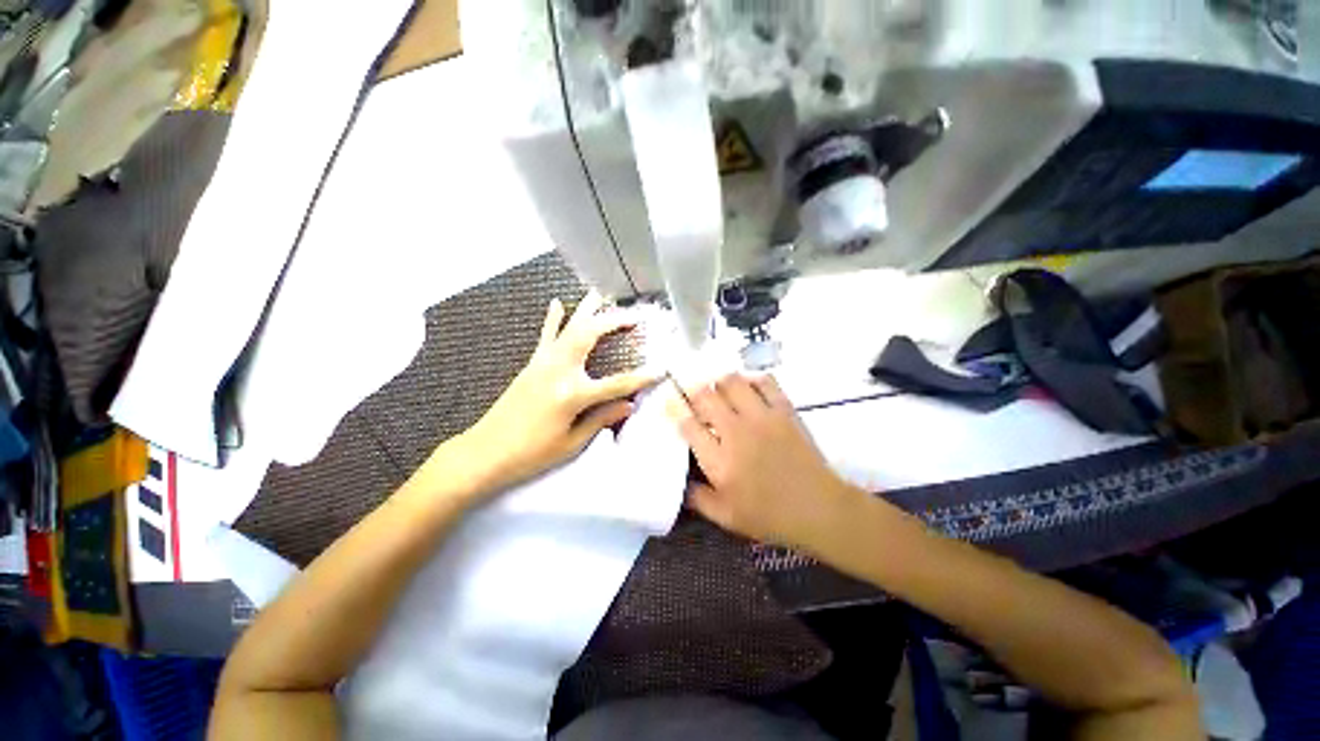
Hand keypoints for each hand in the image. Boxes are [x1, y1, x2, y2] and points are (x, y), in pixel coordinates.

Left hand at [456, 291, 660, 492]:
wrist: (485, 453)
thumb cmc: (532, 454)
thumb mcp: (572, 443)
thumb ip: (601, 418)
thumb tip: (628, 404)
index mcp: (572, 394)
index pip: (616, 383)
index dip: (641, 378)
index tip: (661, 370)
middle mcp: (559, 371)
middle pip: (590, 337)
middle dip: (613, 322)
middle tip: (633, 315)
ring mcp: (542, 364)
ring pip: (569, 328)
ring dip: (586, 310)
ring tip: (600, 294)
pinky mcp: (531, 365)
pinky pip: (546, 336)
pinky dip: (553, 319)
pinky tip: (557, 303)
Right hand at [671, 373, 858, 548]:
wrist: (818, 508)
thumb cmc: (769, 515)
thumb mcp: (725, 517)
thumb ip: (696, 498)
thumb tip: (678, 483)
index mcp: (718, 459)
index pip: (687, 424)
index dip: (676, 410)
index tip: (672, 405)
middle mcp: (735, 431)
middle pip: (705, 396)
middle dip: (694, 393)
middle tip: (695, 398)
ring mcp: (761, 417)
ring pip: (731, 382)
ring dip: (720, 384)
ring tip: (720, 392)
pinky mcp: (784, 410)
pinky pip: (765, 381)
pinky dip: (752, 380)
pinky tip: (749, 389)